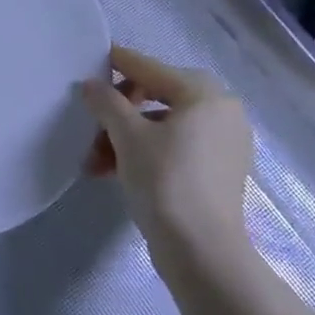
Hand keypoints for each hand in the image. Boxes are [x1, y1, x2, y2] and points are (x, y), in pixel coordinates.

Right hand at [80, 44, 254, 269]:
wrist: (202, 253)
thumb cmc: (165, 181)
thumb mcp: (127, 136)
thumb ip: (107, 102)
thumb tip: (92, 85)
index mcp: (204, 94)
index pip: (150, 69)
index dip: (117, 64)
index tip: (91, 61)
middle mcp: (221, 112)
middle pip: (156, 97)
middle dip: (117, 113)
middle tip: (90, 127)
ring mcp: (223, 143)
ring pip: (162, 127)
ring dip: (124, 139)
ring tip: (94, 162)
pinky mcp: (218, 171)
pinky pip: (174, 148)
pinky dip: (145, 154)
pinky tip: (113, 171)